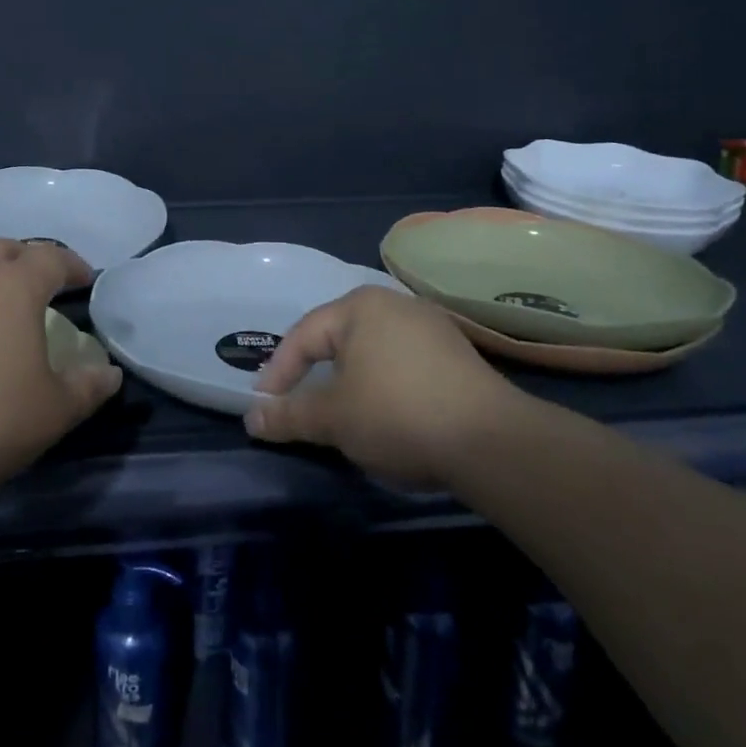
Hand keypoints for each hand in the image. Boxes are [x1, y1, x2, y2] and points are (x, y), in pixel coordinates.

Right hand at [244, 286, 522, 487]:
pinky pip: (403, 364)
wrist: (493, 442)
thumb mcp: (333, 418)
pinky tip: (389, 416)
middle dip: (315, 375)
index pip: (303, 336)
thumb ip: (289, 415)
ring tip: (342, 415)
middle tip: (299, 406)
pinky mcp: (458, 354)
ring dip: (351, 383)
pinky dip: (385, 387)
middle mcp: (394, 304)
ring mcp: (431, 327)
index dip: (278, 373)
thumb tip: (252, 418)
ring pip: (372, 353)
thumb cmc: (397, 415)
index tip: (265, 407)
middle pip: (338, 339)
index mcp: (359, 306)